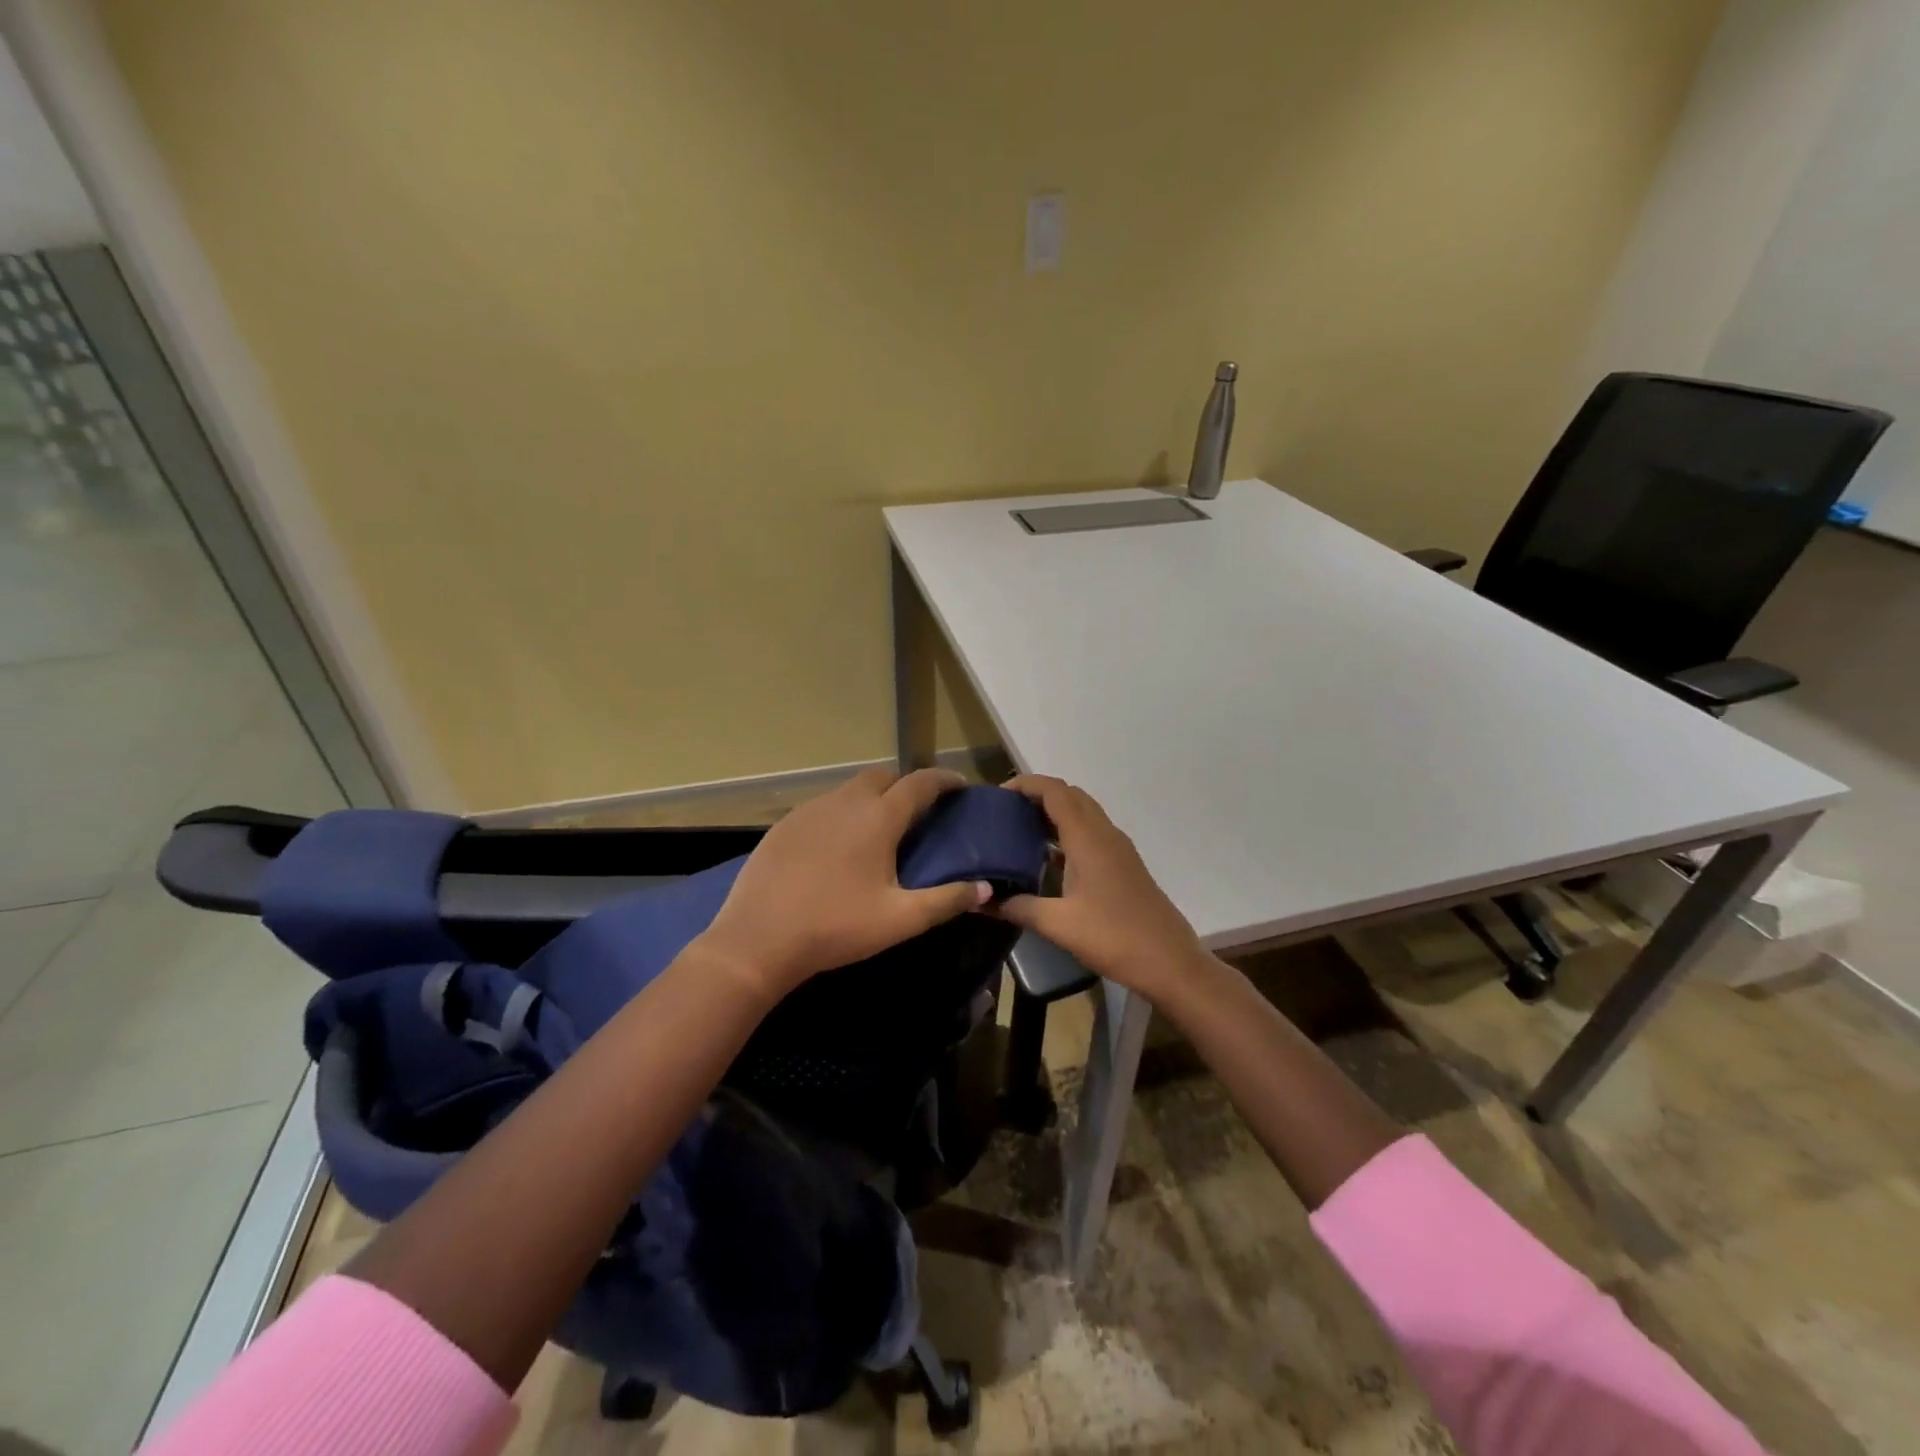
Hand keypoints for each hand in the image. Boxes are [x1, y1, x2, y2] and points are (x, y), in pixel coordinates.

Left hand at [692, 766, 989, 999]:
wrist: (758, 939)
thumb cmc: (836, 927)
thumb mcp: (900, 919)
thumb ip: (947, 900)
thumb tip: (985, 887)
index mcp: (878, 818)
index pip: (920, 783)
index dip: (944, 780)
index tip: (960, 786)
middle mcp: (845, 802)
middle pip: (883, 777)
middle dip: (905, 785)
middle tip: (919, 811)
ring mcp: (810, 810)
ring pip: (850, 789)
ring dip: (872, 798)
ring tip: (880, 828)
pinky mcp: (784, 824)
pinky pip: (823, 806)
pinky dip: (842, 813)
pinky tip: (838, 845)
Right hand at [993, 775, 1208, 999]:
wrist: (1170, 962)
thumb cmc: (1114, 937)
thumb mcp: (1059, 925)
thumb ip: (1018, 907)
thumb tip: (979, 900)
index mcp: (1088, 839)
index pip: (1056, 792)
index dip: (1027, 784)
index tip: (998, 795)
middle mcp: (1105, 834)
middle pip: (1070, 796)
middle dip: (1038, 795)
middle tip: (1005, 812)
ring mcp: (1118, 849)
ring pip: (1083, 813)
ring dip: (1054, 812)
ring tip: (1020, 829)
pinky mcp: (1123, 864)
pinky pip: (1091, 832)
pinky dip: (1067, 832)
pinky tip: (1048, 858)